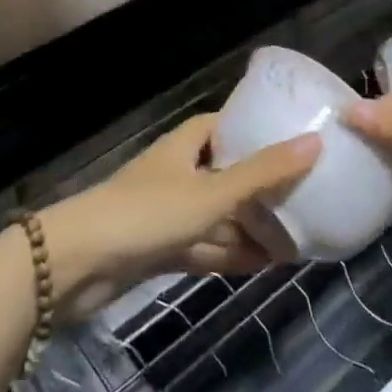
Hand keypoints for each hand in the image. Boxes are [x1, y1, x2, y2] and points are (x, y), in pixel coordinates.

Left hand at [42, 115, 318, 315]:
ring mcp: (167, 213)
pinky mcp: (160, 249)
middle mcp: (177, 174)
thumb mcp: (212, 192)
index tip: (290, 137)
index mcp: (185, 147)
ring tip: (298, 235)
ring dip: (251, 226)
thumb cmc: (148, 213)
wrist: (77, 265)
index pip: (222, 126)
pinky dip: (232, 253)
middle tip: (306, 195)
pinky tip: (266, 263)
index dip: (253, 129)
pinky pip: (206, 246)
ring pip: (219, 215)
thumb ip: (263, 172)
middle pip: (226, 173)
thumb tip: (315, 141)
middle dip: (261, 187)